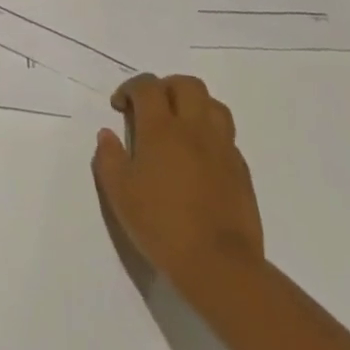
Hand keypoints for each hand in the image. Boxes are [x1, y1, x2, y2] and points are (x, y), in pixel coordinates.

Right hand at [92, 74, 263, 288]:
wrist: (219, 265)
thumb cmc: (161, 225)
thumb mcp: (119, 193)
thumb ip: (109, 157)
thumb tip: (107, 134)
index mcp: (161, 129)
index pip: (147, 86)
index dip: (130, 88)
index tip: (119, 106)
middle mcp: (194, 129)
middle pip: (187, 84)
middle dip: (166, 87)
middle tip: (151, 107)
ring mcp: (222, 149)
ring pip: (214, 105)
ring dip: (194, 105)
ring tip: (179, 125)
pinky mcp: (241, 171)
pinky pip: (227, 136)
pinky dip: (210, 134)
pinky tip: (199, 157)